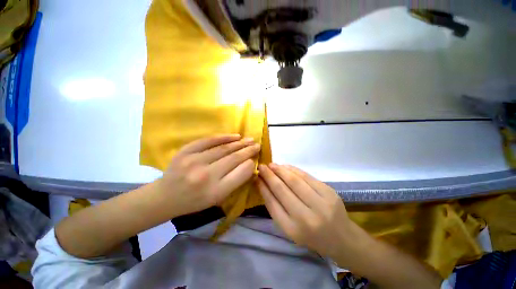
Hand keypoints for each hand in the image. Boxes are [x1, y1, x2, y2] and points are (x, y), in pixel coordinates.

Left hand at [157, 135, 260, 216]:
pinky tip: (235, 136)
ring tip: (250, 140)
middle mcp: (206, 176)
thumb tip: (249, 164)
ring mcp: (194, 161)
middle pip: (234, 158)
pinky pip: (209, 140)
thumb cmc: (195, 201)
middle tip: (257, 145)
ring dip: (240, 143)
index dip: (250, 163)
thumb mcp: (218, 198)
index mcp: (215, 192)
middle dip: (248, 150)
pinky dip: (224, 137)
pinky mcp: (185, 151)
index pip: (240, 173)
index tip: (256, 158)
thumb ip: (235, 182)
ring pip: (223, 148)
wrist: (166, 196)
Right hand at [257, 164, 363, 260]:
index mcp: (293, 229)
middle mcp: (306, 217)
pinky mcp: (329, 192)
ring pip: (294, 180)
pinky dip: (293, 169)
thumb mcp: (290, 229)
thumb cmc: (312, 237)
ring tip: (272, 165)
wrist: (342, 238)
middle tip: (261, 167)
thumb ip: (276, 208)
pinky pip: (306, 176)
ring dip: (280, 170)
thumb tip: (264, 185)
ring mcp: (320, 203)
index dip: (263, 187)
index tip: (256, 177)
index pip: (272, 203)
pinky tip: (285, 166)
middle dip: (269, 175)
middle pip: (282, 189)